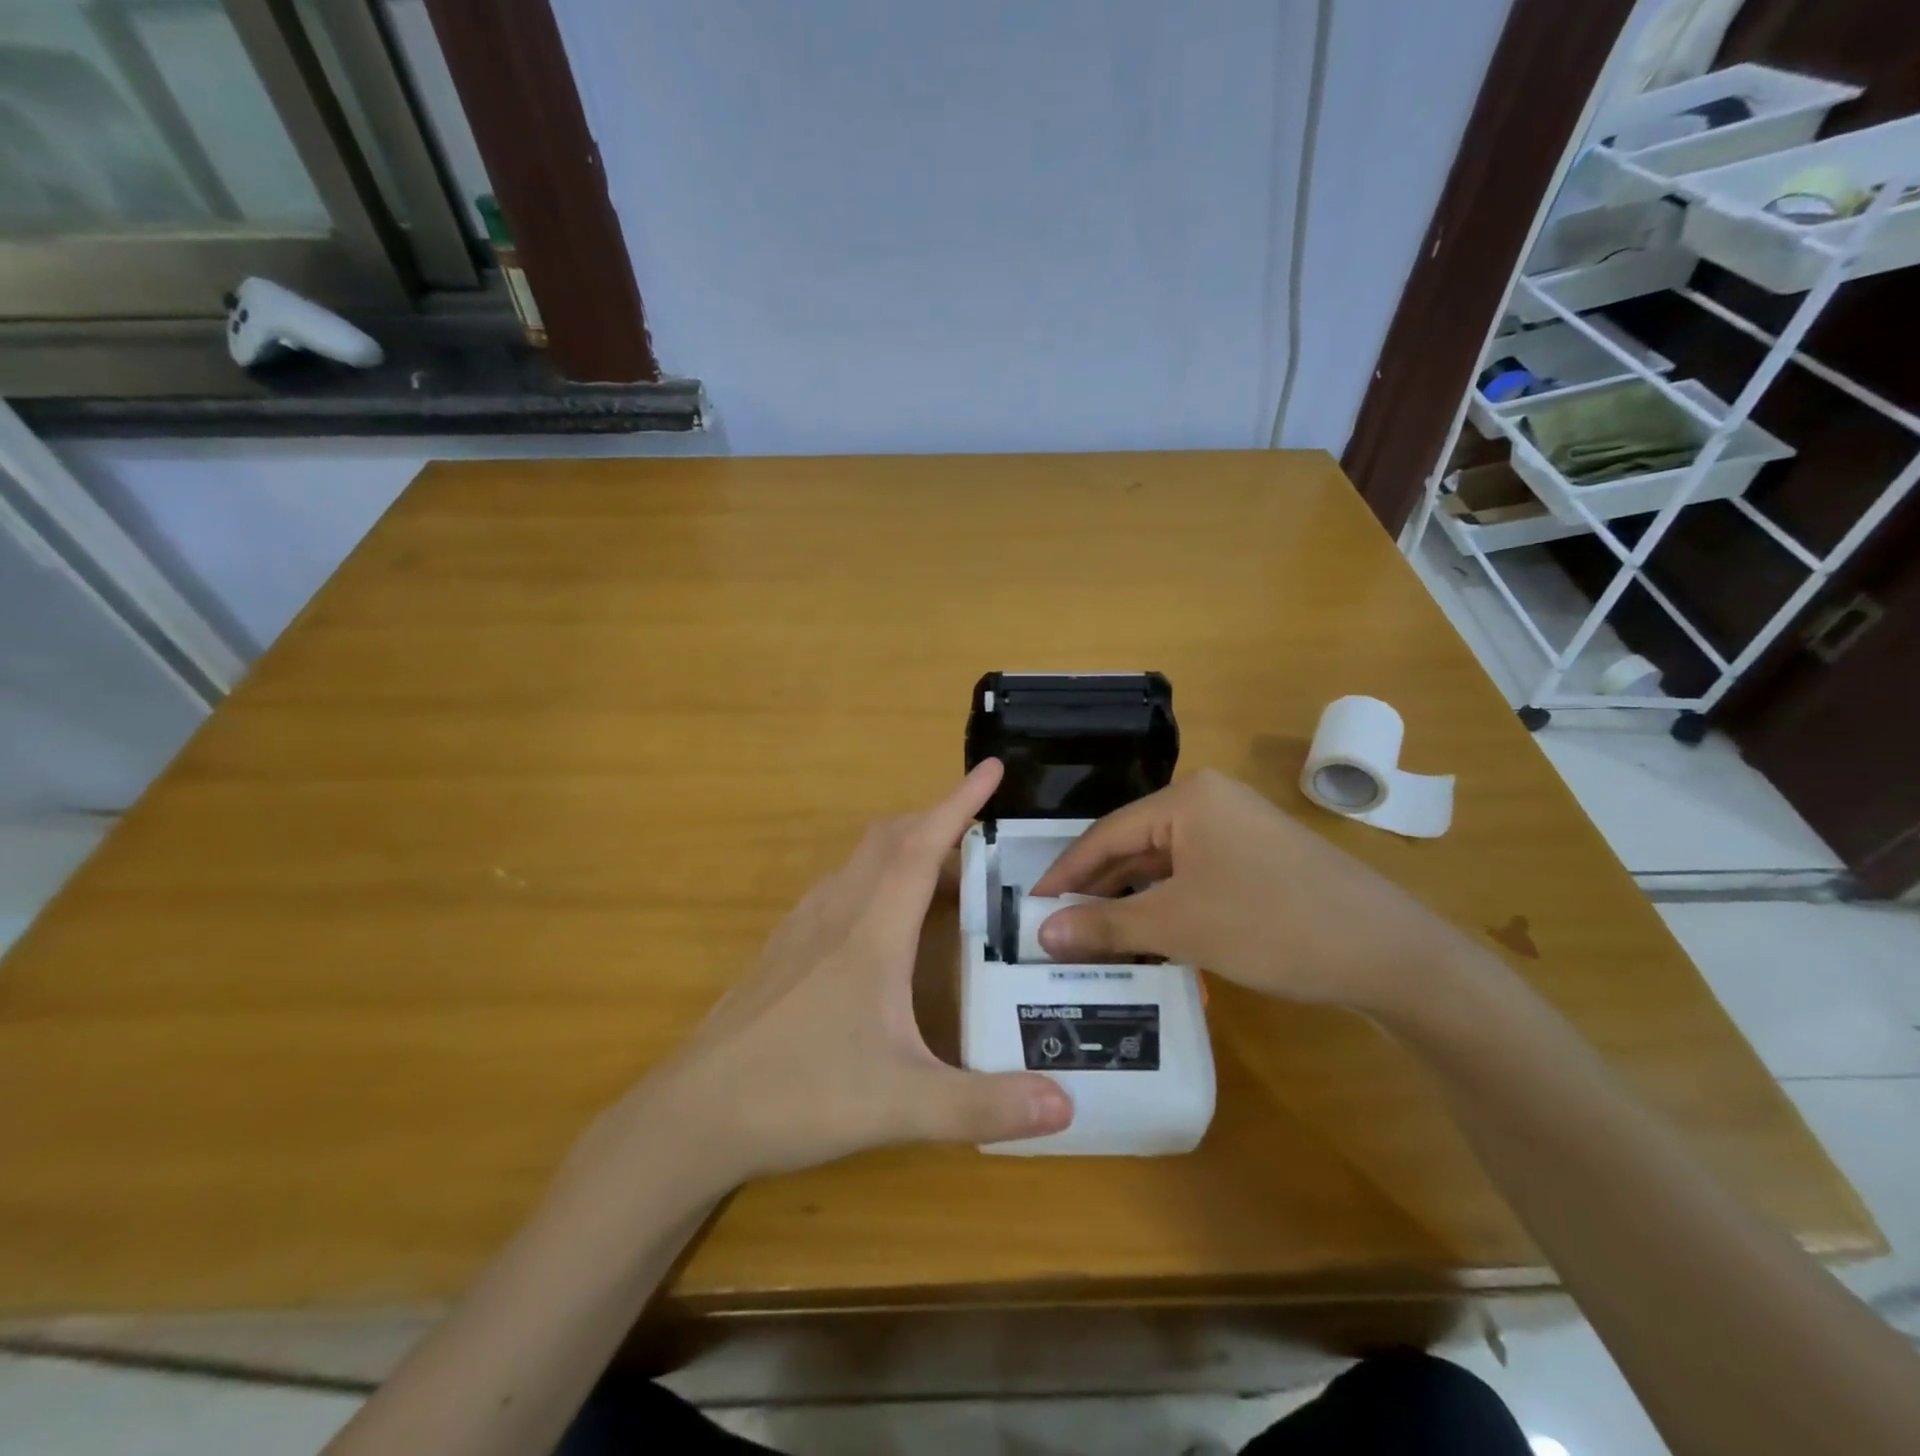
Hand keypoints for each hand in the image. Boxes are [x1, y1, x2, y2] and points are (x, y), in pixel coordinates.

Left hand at [610, 760, 1072, 1190]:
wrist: (695, 1114)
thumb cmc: (800, 1094)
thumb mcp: (902, 1105)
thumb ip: (985, 1106)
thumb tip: (1067, 1107)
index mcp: (872, 930)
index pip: (922, 846)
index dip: (959, 802)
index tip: (991, 767)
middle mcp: (836, 912)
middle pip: (890, 839)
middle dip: (937, 820)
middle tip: (982, 835)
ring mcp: (803, 927)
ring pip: (861, 861)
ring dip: (905, 849)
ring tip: (944, 876)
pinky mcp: (784, 949)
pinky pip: (840, 887)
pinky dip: (876, 878)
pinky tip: (885, 923)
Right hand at [1030, 769, 1475, 1015]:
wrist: (1389, 954)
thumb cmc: (1271, 925)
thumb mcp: (1179, 925)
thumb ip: (1104, 925)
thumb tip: (1040, 934)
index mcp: (1187, 798)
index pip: (1106, 834)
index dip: (1065, 873)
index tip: (1031, 907)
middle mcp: (1210, 802)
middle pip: (1134, 845)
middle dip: (1096, 888)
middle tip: (1057, 927)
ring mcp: (1239, 830)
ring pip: (1164, 864)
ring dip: (1130, 899)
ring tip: (1092, 936)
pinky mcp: (1259, 860)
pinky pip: (1194, 876)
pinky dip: (1166, 904)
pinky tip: (1147, 934)